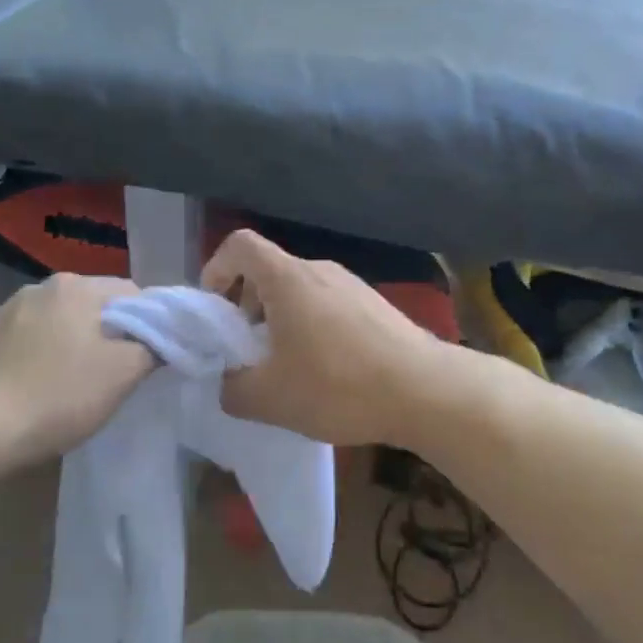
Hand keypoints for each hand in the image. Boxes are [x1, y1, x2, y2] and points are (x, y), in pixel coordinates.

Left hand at [0, 273, 156, 473]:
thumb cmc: (57, 396)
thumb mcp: (122, 375)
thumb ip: (153, 348)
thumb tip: (162, 338)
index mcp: (76, 286)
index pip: (132, 293)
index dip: (150, 324)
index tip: (151, 357)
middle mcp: (41, 286)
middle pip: (96, 306)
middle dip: (111, 334)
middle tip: (116, 375)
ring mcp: (8, 310)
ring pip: (62, 322)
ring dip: (76, 344)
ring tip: (76, 385)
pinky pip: (33, 339)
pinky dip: (45, 356)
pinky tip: (42, 388)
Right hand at [200, 229, 455, 446]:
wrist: (426, 390)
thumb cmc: (338, 385)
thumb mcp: (269, 398)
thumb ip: (232, 388)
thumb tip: (227, 382)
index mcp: (287, 278)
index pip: (239, 244)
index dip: (216, 269)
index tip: (215, 310)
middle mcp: (319, 270)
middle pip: (269, 271)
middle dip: (247, 305)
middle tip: (247, 349)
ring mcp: (352, 285)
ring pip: (300, 290)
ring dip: (281, 319)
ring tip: (286, 366)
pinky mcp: (376, 305)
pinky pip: (329, 305)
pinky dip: (312, 327)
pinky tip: (326, 371)